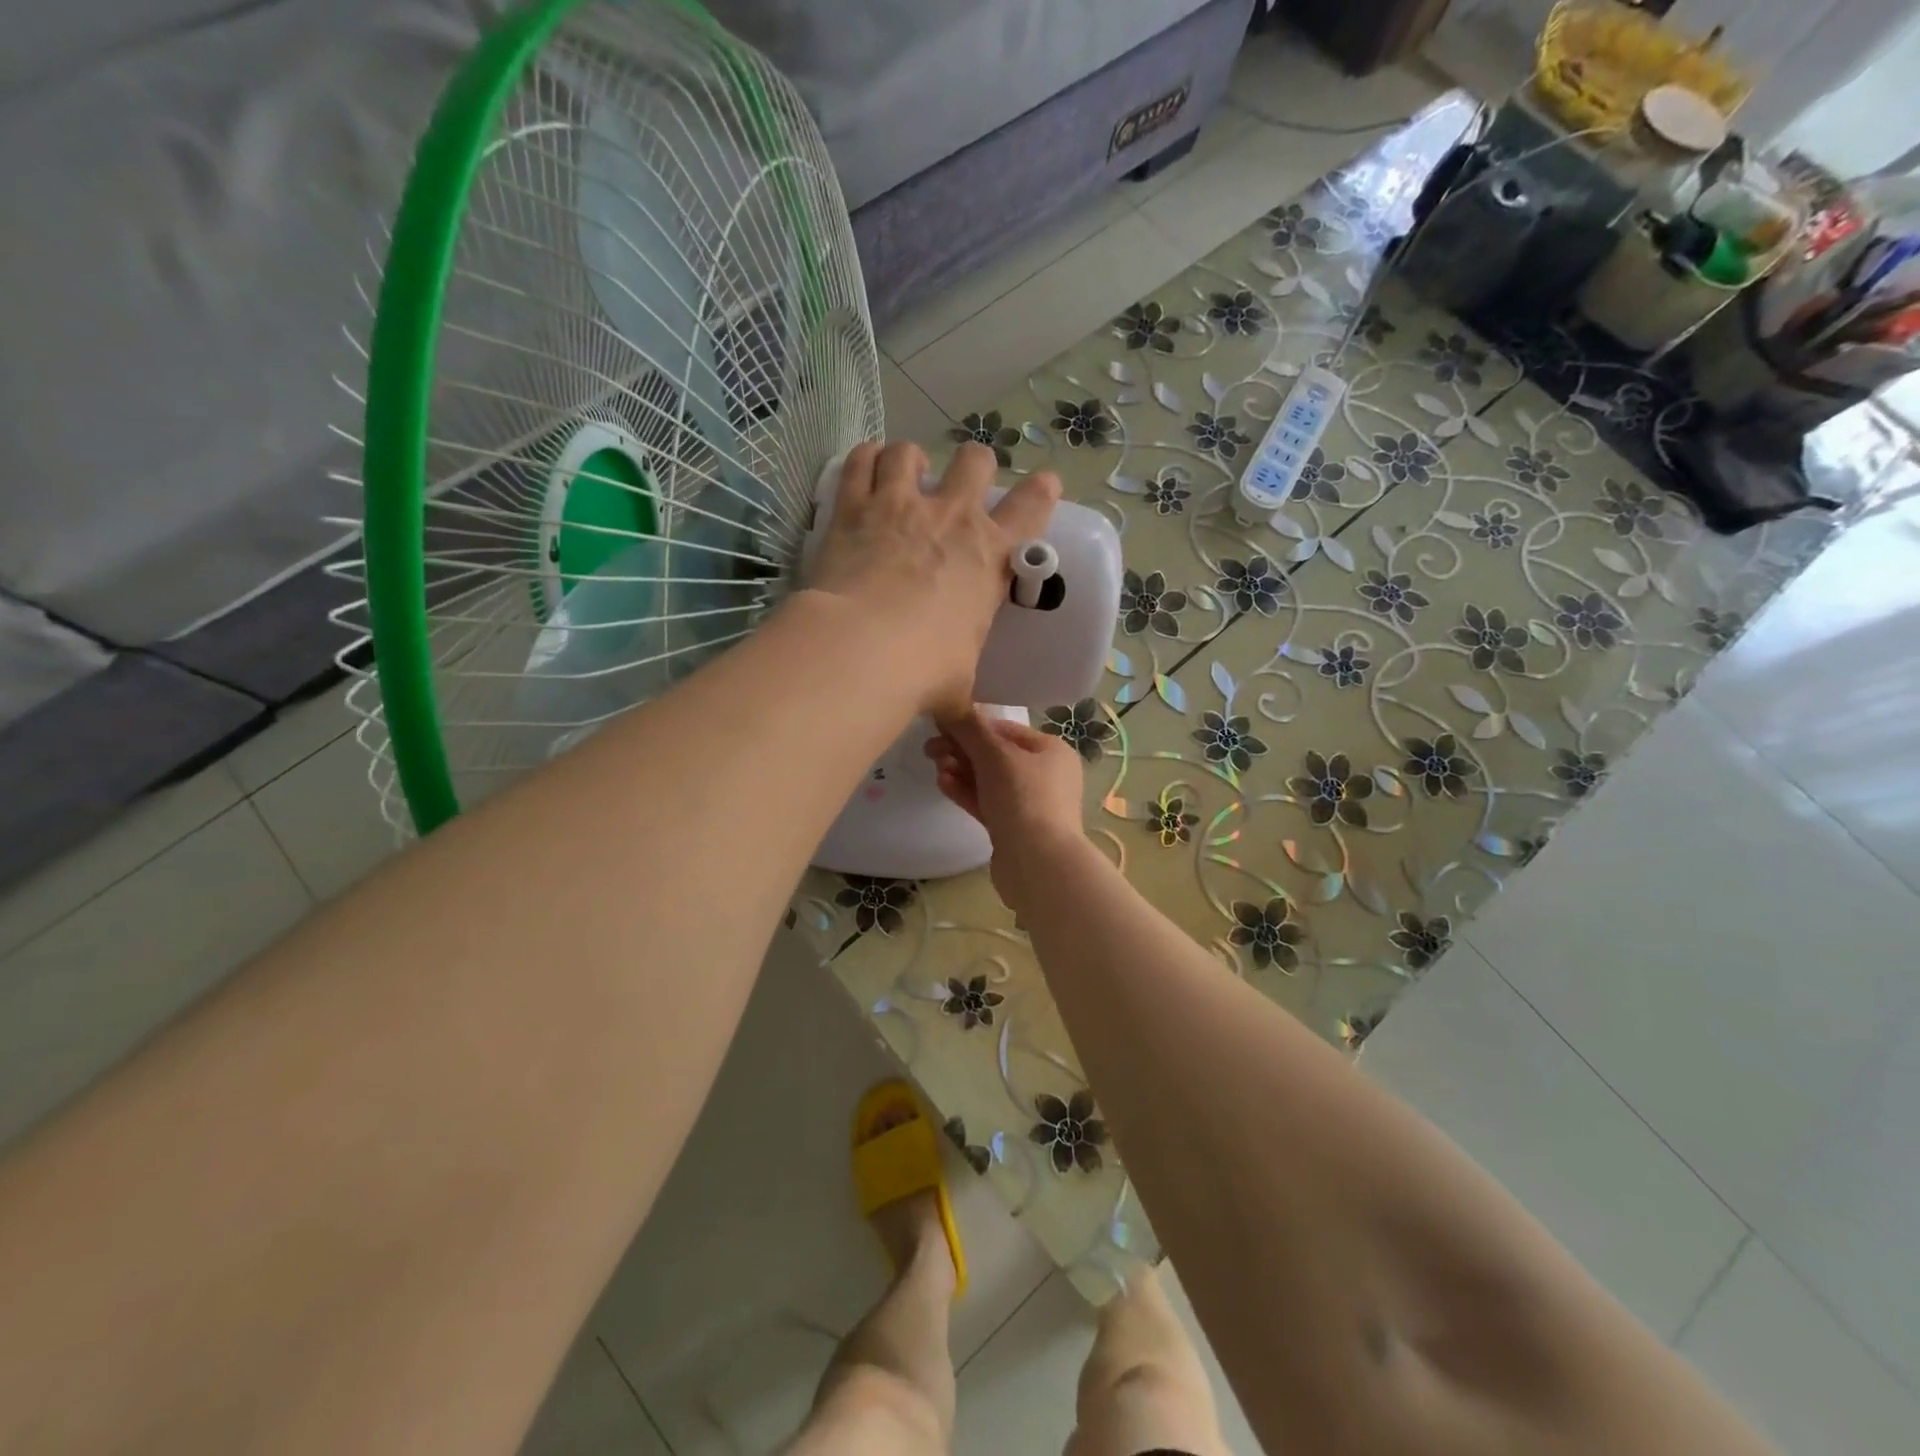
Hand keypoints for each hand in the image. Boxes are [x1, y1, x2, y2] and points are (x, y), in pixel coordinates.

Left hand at [804, 442, 1059, 720]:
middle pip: (975, 461)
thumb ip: (964, 696)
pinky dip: (864, 459)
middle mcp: (952, 518)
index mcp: (990, 557)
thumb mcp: (959, 685)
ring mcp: (901, 505)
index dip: (1042, 492)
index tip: (1044, 486)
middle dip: (973, 467)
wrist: (863, 652)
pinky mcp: (854, 507)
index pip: (1033, 508)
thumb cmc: (925, 671)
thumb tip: (970, 731)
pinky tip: (863, 468)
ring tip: (902, 477)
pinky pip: (860, 461)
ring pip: (910, 451)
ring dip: (910, 460)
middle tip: (960, 487)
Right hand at [925, 710, 1086, 908]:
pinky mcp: (1013, 828)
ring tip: (935, 766)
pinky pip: (986, 802)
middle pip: (995, 755)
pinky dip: (966, 792)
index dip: (972, 725)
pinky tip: (943, 784)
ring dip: (960, 771)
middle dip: (962, 750)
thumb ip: (971, 729)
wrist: (1038, 864)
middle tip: (930, 749)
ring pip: (988, 780)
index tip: (941, 725)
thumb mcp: (995, 756)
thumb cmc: (1023, 798)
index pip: (1005, 729)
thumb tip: (952, 707)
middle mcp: (1045, 775)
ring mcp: (1030, 804)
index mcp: (1051, 750)